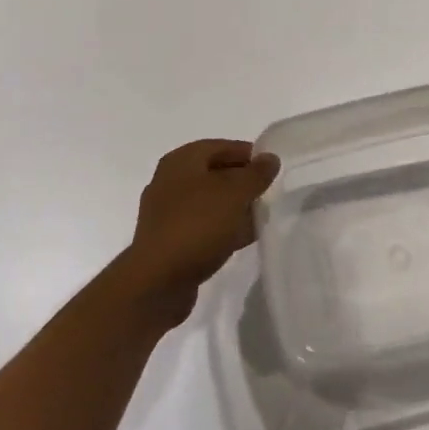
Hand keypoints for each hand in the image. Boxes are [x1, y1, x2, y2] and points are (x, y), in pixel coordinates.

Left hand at [121, 139, 278, 321]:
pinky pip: (202, 226)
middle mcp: (170, 181)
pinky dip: (222, 228)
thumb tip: (270, 159)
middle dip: (242, 183)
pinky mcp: (169, 241)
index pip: (222, 146)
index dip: (248, 155)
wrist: (157, 283)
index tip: (271, 169)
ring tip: (260, 217)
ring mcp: (167, 213)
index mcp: (181, 161)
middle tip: (268, 193)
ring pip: (210, 202)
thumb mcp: (235, 193)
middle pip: (215, 174)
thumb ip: (256, 174)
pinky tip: (242, 239)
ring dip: (234, 208)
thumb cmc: (197, 225)